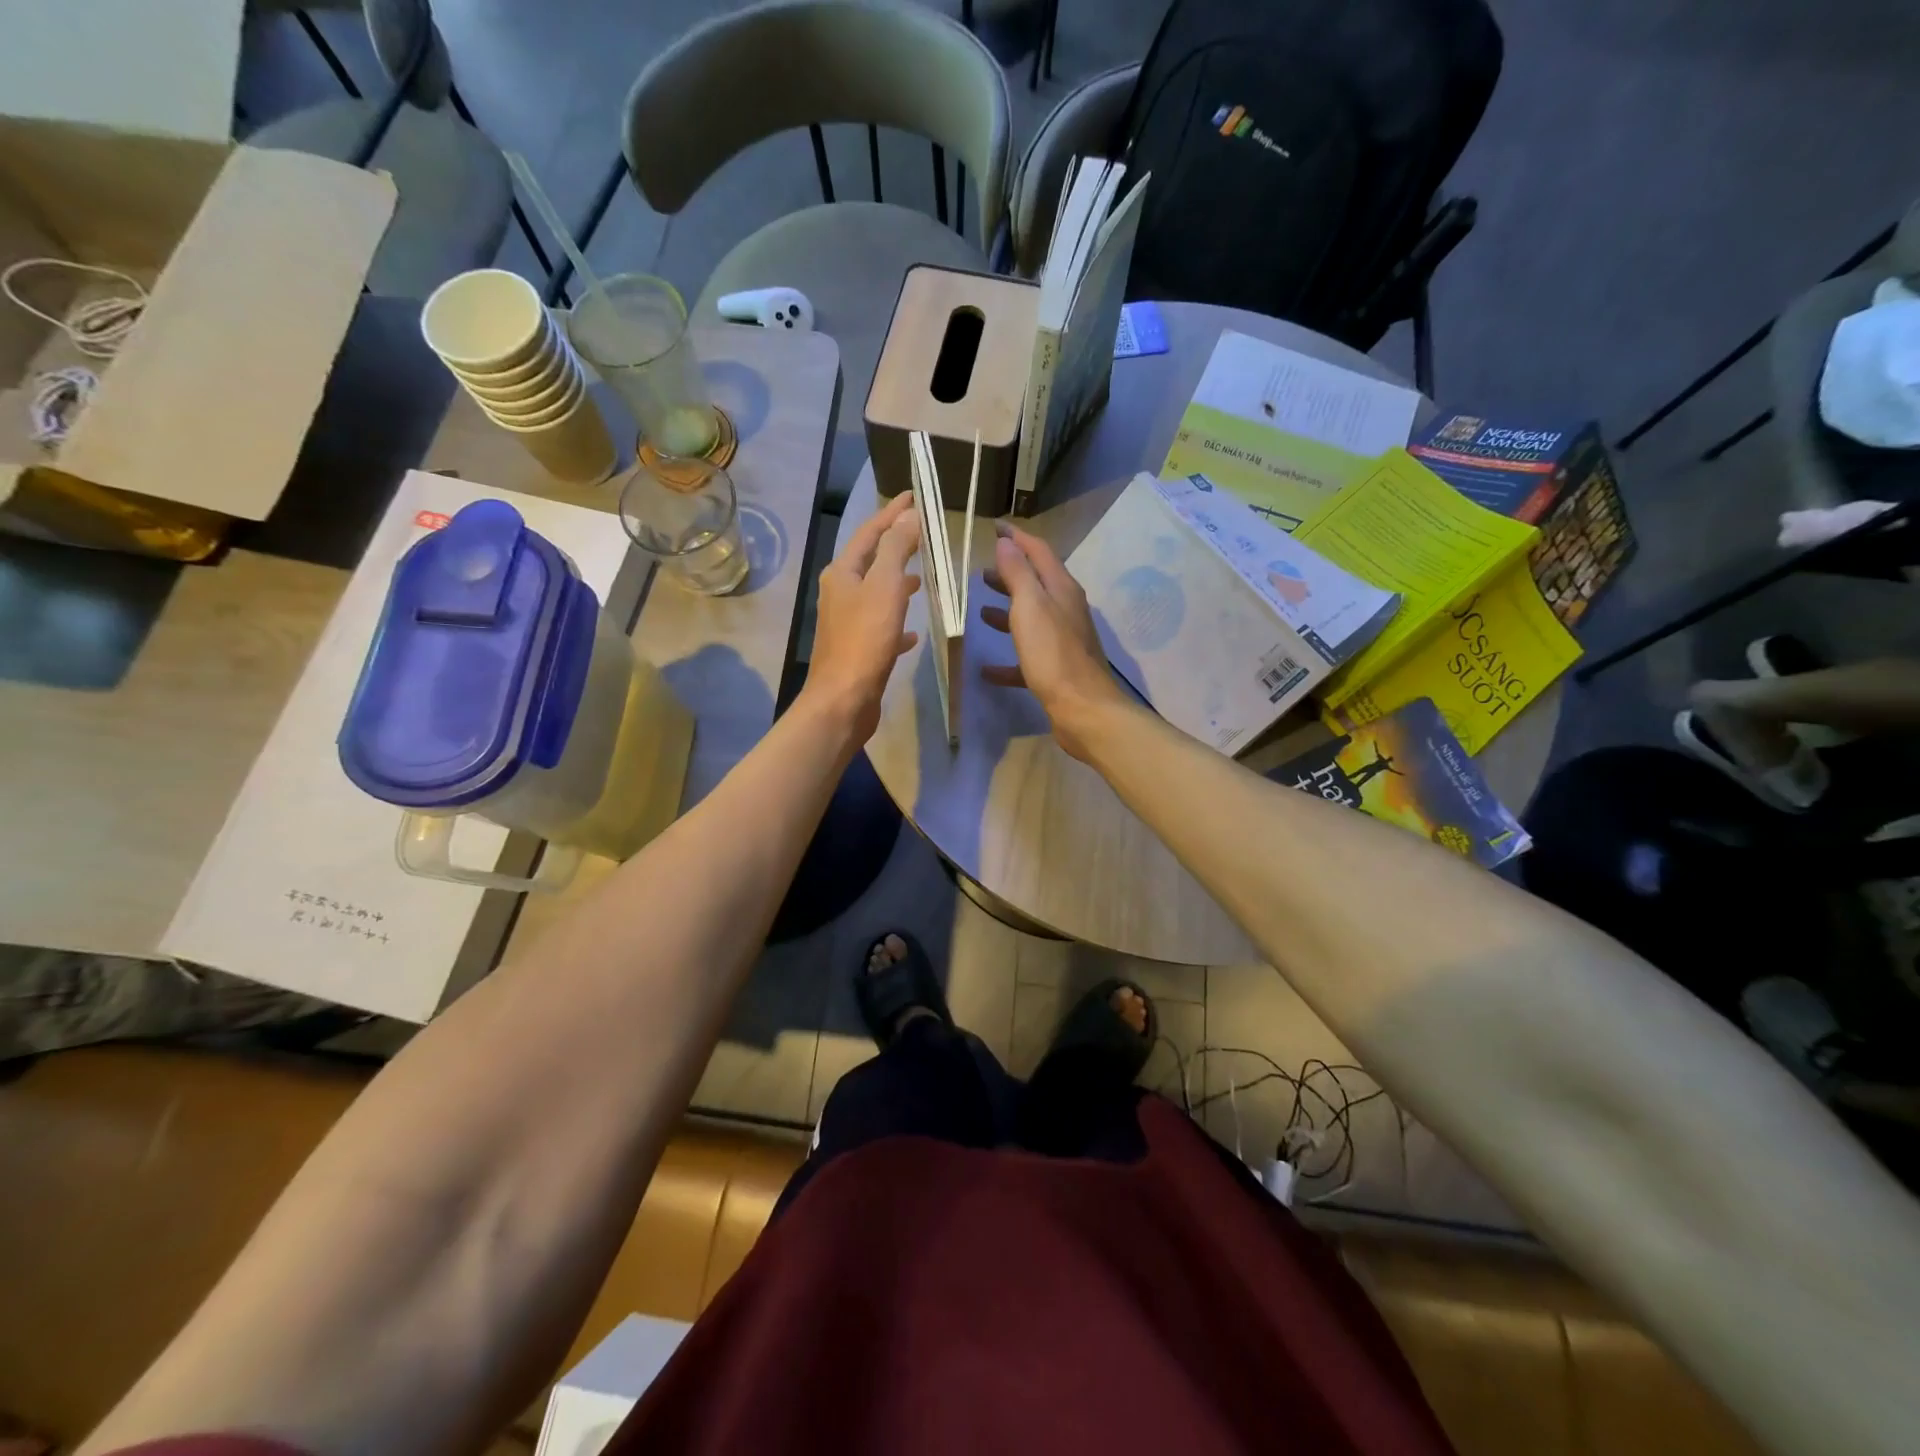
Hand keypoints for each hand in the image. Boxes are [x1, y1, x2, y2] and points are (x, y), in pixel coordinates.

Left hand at [803, 490, 920, 743]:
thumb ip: (896, 548)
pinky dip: (897, 621)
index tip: (915, 495)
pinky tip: (914, 632)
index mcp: (843, 572)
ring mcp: (846, 622)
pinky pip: (880, 626)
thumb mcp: (885, 586)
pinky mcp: (857, 649)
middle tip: (923, 534)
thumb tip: (908, 514)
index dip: (892, 512)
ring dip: (896, 582)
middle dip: (895, 545)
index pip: (870, 532)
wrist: (843, 700)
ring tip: (921, 579)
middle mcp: (840, 592)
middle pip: (871, 560)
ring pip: (875, 593)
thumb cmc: (865, 640)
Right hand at [979, 521, 1128, 760]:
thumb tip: (1006, 543)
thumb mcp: (1030, 607)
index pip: (1038, 551)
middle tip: (981, 573)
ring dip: (1007, 611)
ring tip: (981, 610)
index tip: (993, 527)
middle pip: (1036, 584)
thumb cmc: (1054, 655)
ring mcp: (1063, 641)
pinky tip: (986, 668)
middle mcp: (1065, 610)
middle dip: (1009, 574)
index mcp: (1061, 589)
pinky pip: (1027, 657)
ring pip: (1031, 618)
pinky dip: (1007, 658)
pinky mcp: (1056, 670)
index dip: (1016, 538)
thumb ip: (1017, 574)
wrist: (1084, 710)